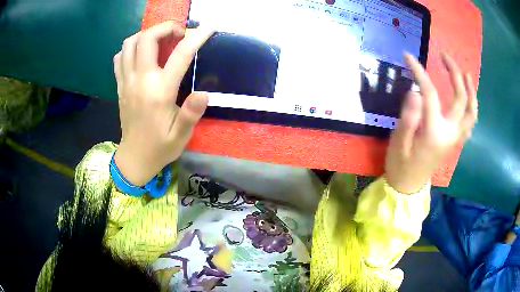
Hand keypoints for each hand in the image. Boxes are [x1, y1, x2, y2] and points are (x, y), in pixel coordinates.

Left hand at [113, 21, 213, 185]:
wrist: (134, 158)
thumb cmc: (160, 147)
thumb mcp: (181, 136)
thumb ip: (191, 114)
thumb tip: (204, 93)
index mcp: (159, 92)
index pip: (180, 55)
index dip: (198, 36)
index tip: (210, 27)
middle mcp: (140, 81)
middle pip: (146, 38)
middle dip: (165, 28)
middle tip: (178, 35)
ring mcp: (126, 82)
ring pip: (130, 43)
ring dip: (147, 35)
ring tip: (160, 42)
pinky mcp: (120, 86)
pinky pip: (120, 57)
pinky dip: (131, 48)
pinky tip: (142, 55)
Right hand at [385, 53, 477, 193]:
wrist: (409, 186)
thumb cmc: (401, 165)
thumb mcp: (399, 142)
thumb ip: (408, 117)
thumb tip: (415, 91)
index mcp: (435, 133)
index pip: (430, 94)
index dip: (420, 72)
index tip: (408, 57)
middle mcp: (450, 133)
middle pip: (460, 99)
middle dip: (455, 73)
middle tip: (445, 56)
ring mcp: (455, 138)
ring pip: (471, 112)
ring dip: (471, 91)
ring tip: (466, 75)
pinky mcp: (455, 140)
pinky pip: (469, 122)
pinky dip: (472, 107)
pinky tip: (468, 98)